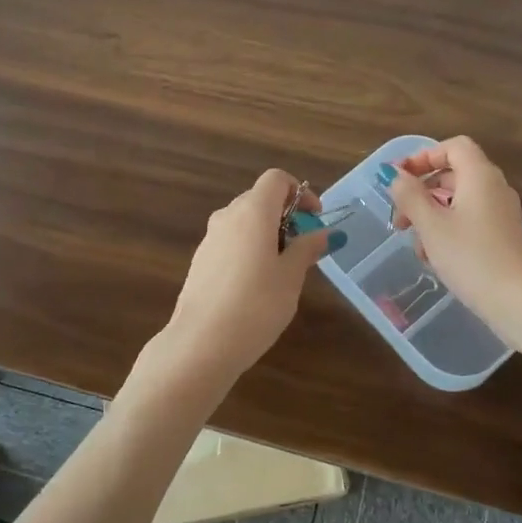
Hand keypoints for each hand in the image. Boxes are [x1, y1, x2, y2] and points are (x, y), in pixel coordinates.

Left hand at [165, 169, 342, 382]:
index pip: (276, 179)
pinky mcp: (200, 262)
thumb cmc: (256, 305)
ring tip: (283, 270)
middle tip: (304, 248)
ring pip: (243, 223)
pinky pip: (230, 243)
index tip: (314, 219)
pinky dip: (248, 250)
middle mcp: (227, 216)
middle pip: (259, 199)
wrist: (201, 343)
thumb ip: (306, 249)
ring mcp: (209, 239)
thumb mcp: (291, 277)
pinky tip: (256, 286)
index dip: (300, 193)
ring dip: (267, 234)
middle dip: (285, 216)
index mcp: (252, 212)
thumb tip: (322, 233)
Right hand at [381, 136, 521, 344]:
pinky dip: (448, 231)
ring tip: (417, 246)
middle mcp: (494, 188)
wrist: (519, 301)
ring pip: (458, 202)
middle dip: (421, 193)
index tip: (399, 178)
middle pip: (453, 174)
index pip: (453, 147)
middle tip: (400, 220)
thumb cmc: (471, 257)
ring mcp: (501, 214)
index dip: (423, 156)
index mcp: (480, 176)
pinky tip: (436, 259)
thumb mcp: (431, 225)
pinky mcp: (503, 237)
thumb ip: (410, 196)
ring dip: (431, 217)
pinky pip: (470, 222)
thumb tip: (395, 175)